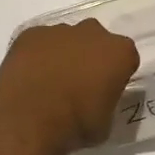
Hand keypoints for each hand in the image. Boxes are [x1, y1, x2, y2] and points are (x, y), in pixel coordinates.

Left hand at [0, 21, 139, 154]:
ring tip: (49, 82)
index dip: (115, 74)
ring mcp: (59, 30)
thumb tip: (96, 100)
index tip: (105, 90)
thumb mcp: (106, 122)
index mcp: (119, 52)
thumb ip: (106, 101)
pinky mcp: (30, 34)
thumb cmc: (76, 124)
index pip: (125, 58)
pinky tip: (29, 77)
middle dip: (90, 56)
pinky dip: (36, 55)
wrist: (30, 120)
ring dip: (62, 55)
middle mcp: (92, 33)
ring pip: (65, 39)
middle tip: (78, 83)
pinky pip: (38, 42)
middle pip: (96, 40)